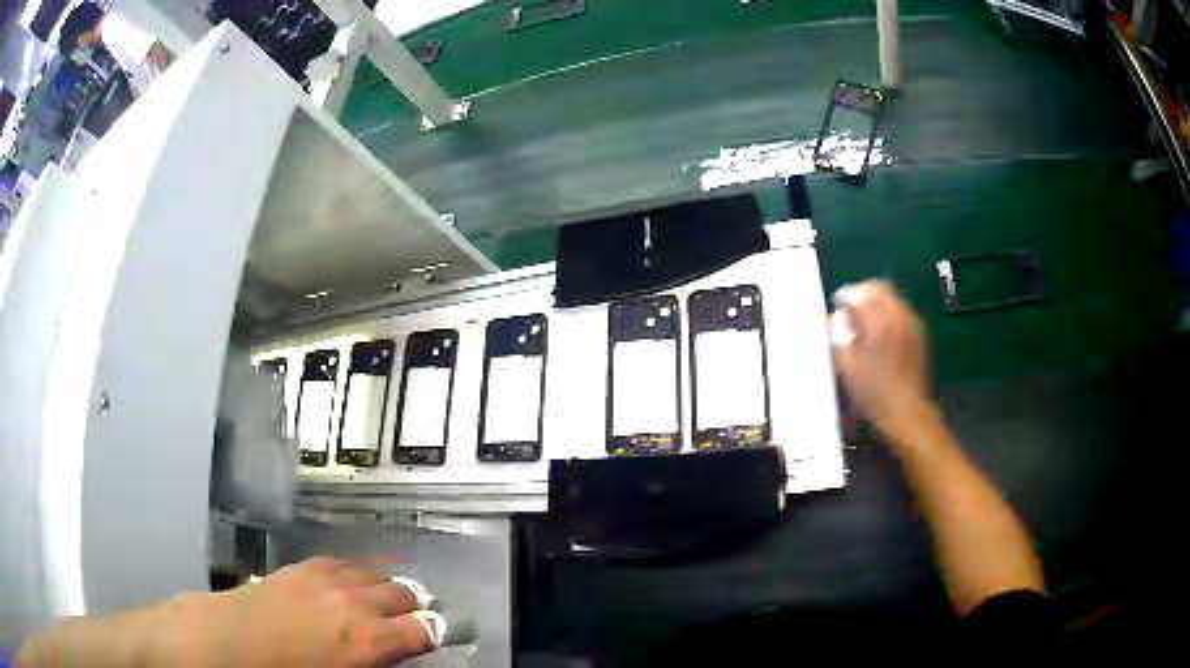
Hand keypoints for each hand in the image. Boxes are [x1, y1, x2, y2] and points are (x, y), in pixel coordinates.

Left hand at [163, 557, 436, 667]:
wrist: (229, 643)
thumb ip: (375, 663)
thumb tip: (391, 653)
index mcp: (367, 640)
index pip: (424, 628)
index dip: (434, 633)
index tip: (434, 637)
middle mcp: (354, 603)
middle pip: (405, 593)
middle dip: (414, 607)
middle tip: (411, 621)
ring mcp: (327, 578)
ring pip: (376, 574)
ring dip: (385, 589)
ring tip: (383, 603)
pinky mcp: (303, 566)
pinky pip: (344, 563)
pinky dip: (356, 575)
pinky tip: (349, 586)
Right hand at [830, 280, 929, 430]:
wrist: (907, 411)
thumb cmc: (873, 393)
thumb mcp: (847, 367)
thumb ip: (839, 336)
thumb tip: (838, 318)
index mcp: (877, 323)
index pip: (858, 294)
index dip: (845, 296)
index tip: (837, 304)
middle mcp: (897, 316)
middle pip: (879, 287)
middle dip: (863, 292)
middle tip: (852, 306)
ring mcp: (911, 324)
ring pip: (893, 297)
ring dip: (877, 301)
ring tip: (866, 319)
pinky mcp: (919, 334)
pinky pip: (902, 310)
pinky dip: (890, 312)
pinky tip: (882, 331)